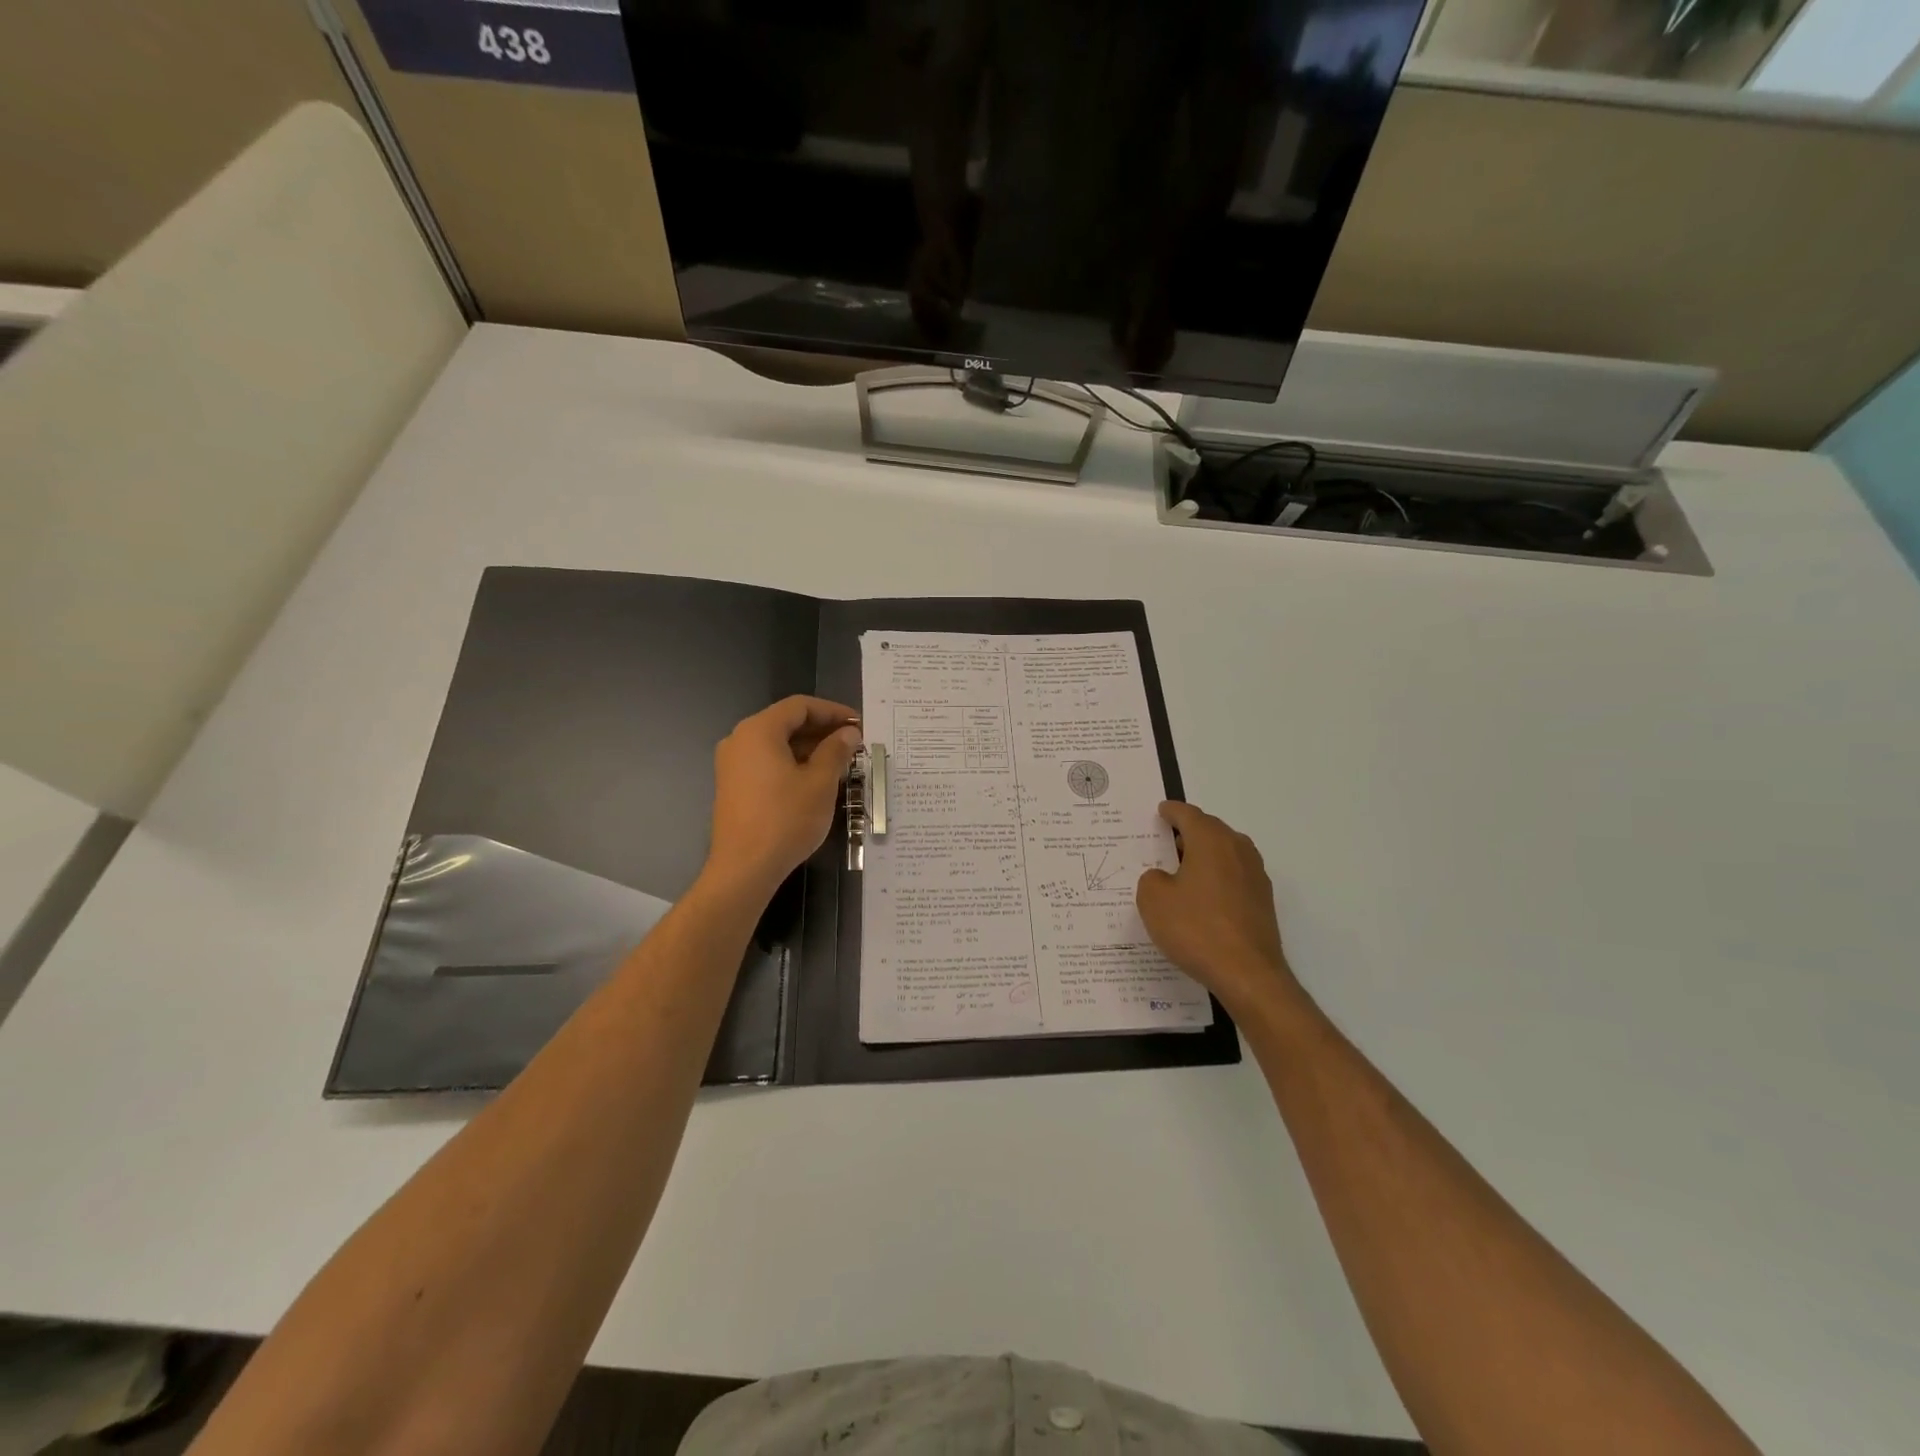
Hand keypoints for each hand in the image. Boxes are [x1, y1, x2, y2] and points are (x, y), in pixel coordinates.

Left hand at [706, 696, 860, 899]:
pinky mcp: (733, 786)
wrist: (745, 868)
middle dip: (822, 730)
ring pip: (777, 744)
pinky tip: (816, 779)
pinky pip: (767, 762)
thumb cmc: (786, 819)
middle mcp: (740, 740)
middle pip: (786, 722)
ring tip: (841, 762)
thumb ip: (836, 751)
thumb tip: (849, 733)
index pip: (800, 706)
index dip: (833, 711)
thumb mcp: (820, 783)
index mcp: (759, 731)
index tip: (860, 724)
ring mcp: (732, 764)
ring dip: (809, 748)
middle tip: (854, 743)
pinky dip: (792, 763)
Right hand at [1136, 801, 1302, 1015]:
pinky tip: (1201, 897)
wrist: (1247, 974)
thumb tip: (1163, 877)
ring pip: (1225, 853)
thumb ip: (1151, 878)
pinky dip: (1216, 877)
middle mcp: (1237, 849)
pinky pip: (1233, 876)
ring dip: (1204, 855)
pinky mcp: (1262, 901)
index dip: (1171, 811)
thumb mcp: (1153, 900)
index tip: (1161, 811)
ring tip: (1181, 870)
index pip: (1188, 815)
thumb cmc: (1196, 929)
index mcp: (1211, 841)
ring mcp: (1255, 875)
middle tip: (1165, 840)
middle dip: (1188, 832)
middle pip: (1210, 830)